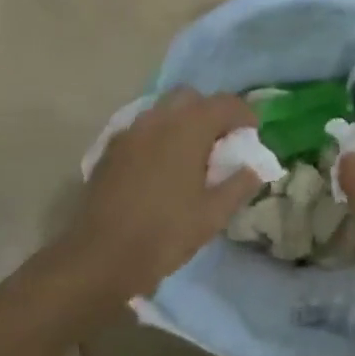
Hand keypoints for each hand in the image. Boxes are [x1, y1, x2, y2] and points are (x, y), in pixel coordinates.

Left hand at [62, 89, 262, 300]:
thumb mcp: (212, 215)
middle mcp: (158, 119)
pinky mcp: (111, 149)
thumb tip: (255, 168)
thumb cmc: (164, 234)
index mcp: (188, 129)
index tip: (252, 134)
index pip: (225, 103)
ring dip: (182, 122)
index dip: (244, 115)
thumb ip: (239, 185)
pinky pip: (142, 129)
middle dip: (210, 112)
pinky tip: (161, 167)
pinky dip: (159, 136)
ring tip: (191, 155)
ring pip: (163, 110)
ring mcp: (130, 132)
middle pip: (191, 98)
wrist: (99, 257)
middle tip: (220, 142)